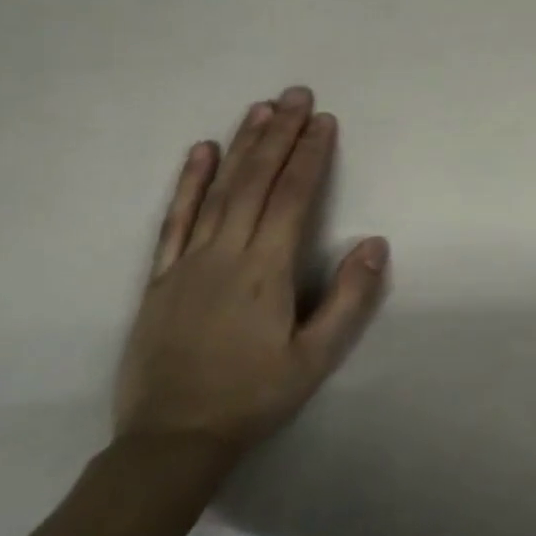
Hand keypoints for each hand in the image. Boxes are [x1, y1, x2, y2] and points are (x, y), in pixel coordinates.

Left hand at [115, 86, 389, 458]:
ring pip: (219, 191)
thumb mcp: (315, 357)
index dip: (310, 155)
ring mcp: (186, 262)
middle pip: (256, 182)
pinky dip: (189, 182)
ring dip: (242, 145)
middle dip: (280, 134)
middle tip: (297, 94)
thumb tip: (375, 242)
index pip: (292, 197)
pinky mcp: (160, 277)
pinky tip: (201, 151)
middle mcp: (225, 254)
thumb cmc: (254, 396)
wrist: (170, 441)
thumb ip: (349, 299)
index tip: (324, 120)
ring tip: (260, 108)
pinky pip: (175, 219)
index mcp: (265, 271)